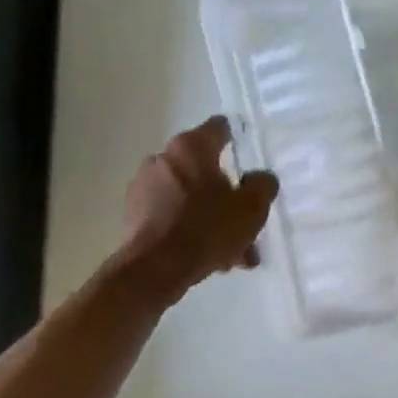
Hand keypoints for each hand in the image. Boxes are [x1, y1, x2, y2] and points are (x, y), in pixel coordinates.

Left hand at [118, 117, 277, 294]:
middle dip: (228, 197)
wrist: (154, 269)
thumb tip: (260, 178)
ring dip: (212, 219)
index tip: (245, 152)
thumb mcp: (251, 208)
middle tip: (246, 223)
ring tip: (233, 253)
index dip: (235, 138)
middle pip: (205, 171)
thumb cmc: (207, 229)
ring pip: (190, 198)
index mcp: (191, 148)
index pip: (218, 128)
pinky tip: (210, 259)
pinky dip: (191, 230)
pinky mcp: (134, 214)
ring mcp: (144, 187)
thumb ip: (263, 186)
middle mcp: (163, 159)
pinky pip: (173, 216)